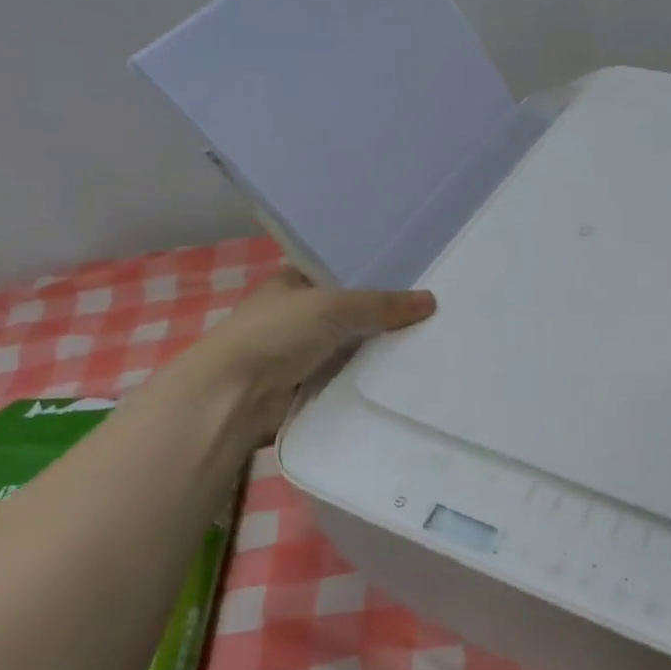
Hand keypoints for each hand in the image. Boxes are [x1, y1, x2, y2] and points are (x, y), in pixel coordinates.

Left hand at [185, 268, 435, 441]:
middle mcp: (298, 314)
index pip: (342, 273)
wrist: (234, 396)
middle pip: (353, 312)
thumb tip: (432, 301)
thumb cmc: (276, 334)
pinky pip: (350, 377)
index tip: (418, 279)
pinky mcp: (310, 386)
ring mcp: (303, 353)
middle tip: (436, 313)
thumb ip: (382, 304)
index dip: (376, 275)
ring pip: (354, 346)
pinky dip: (371, 378)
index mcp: (294, 282)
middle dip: (386, 315)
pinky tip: (408, 374)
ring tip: (433, 342)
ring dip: (381, 350)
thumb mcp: (334, 306)